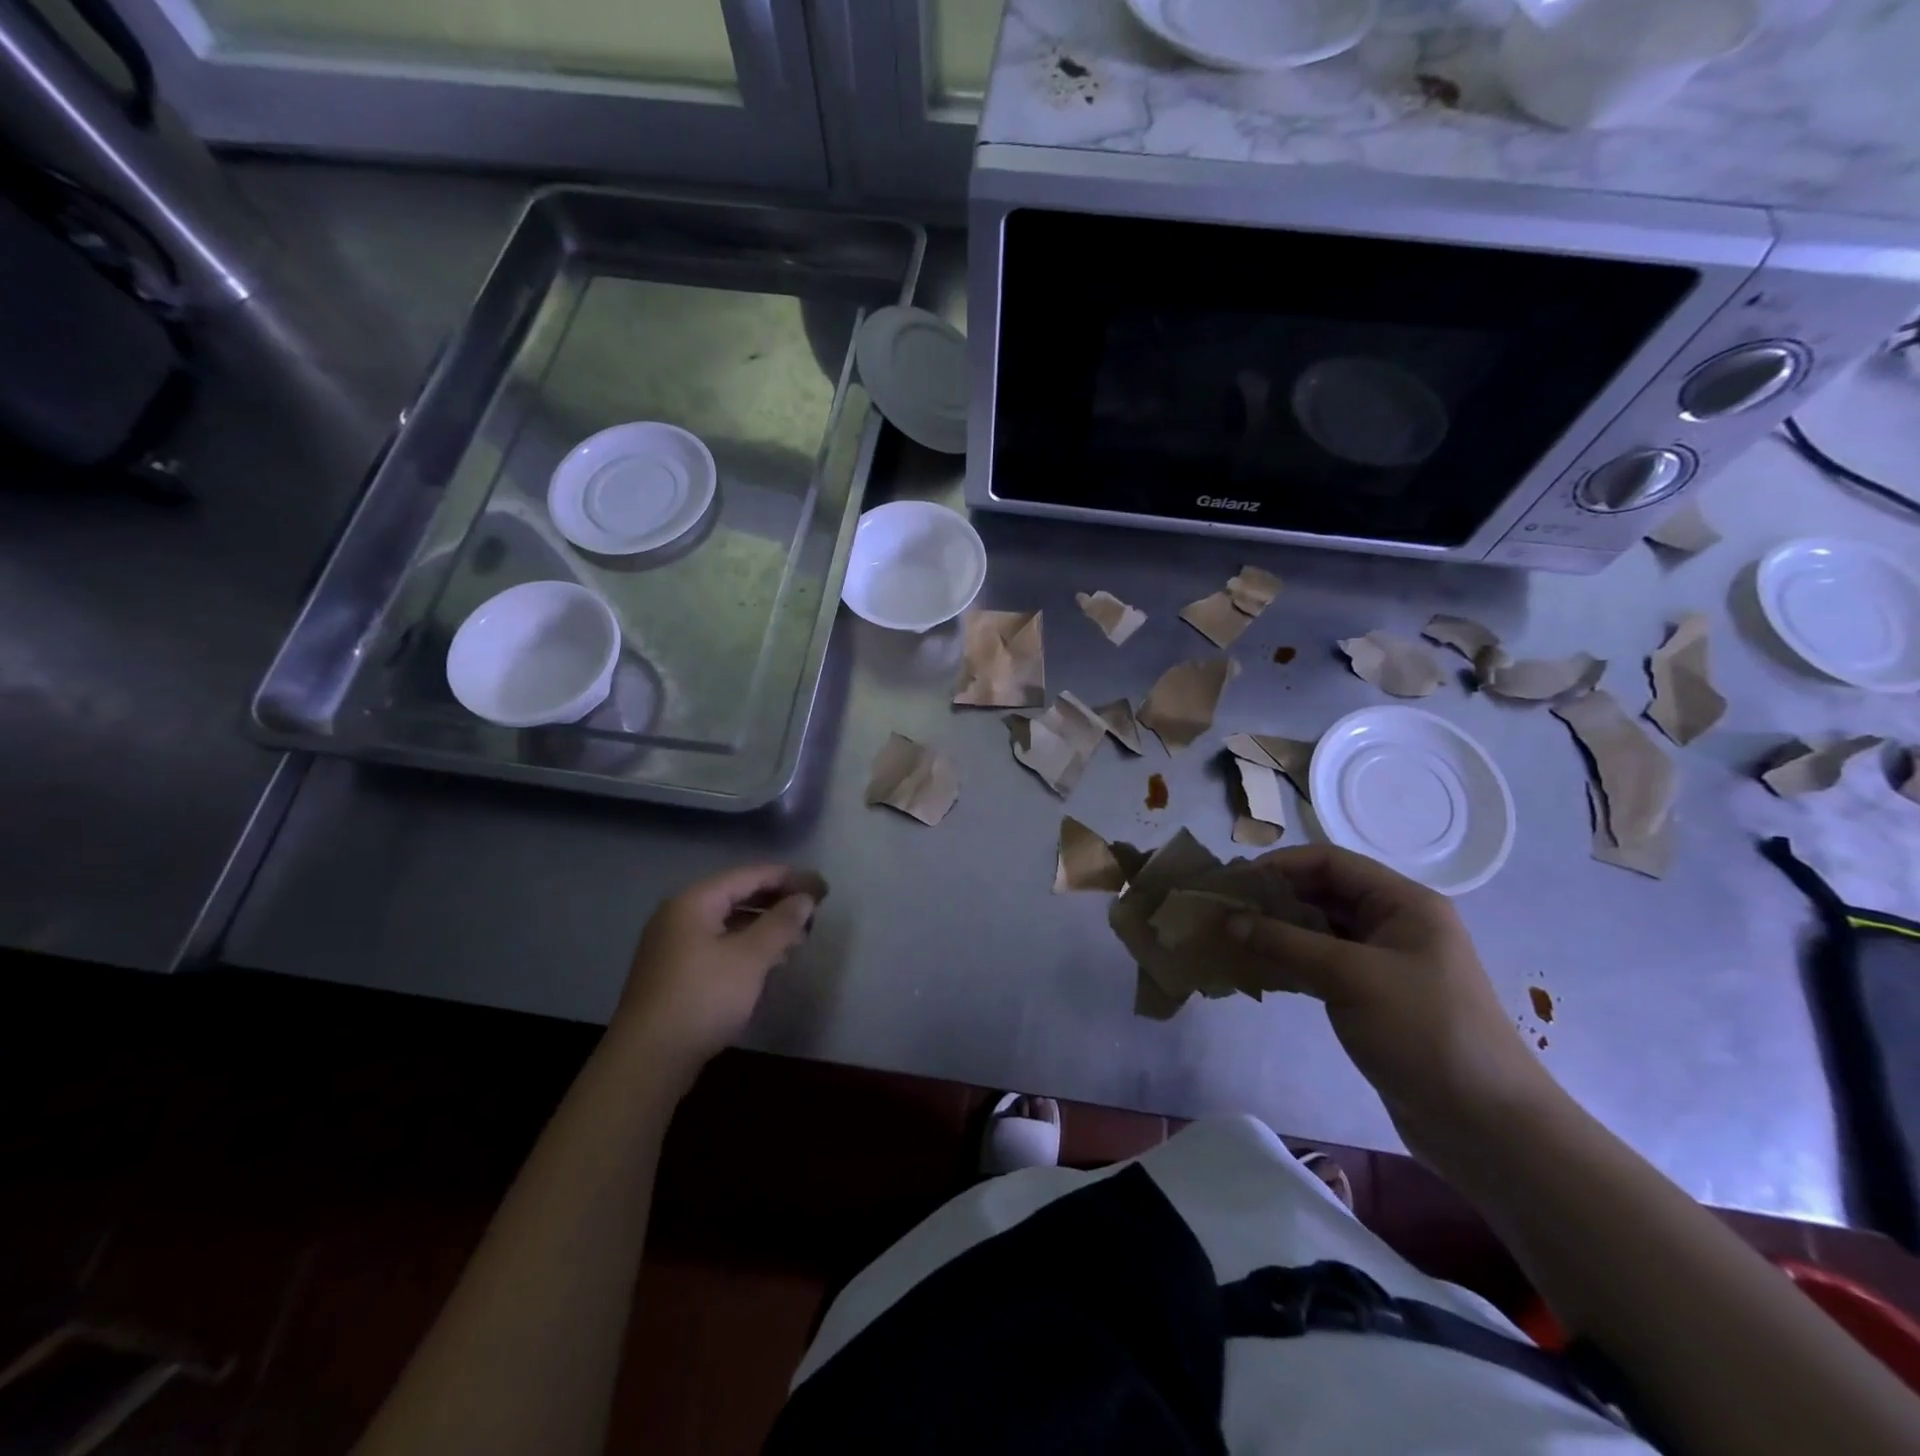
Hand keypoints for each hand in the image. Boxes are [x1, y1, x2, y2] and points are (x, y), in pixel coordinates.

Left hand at [612, 864, 819, 1084]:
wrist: (647, 1061)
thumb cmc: (702, 998)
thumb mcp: (750, 958)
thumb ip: (781, 923)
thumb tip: (805, 898)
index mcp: (694, 902)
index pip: (749, 875)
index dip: (788, 878)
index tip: (822, 887)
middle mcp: (679, 915)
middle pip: (737, 895)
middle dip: (777, 901)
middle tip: (814, 910)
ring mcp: (673, 945)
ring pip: (728, 922)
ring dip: (764, 925)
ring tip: (799, 936)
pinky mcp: (674, 972)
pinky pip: (718, 944)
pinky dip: (746, 945)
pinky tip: (769, 961)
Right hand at [1227, 846, 1553, 1156]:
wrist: (1487, 1126)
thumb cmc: (1424, 1032)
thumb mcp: (1350, 978)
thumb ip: (1285, 943)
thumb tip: (1228, 920)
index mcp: (1404, 903)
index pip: (1330, 863)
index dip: (1279, 866)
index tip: (1234, 883)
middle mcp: (1396, 924)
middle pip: (1324, 893)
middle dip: (1274, 898)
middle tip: (1224, 911)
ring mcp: (1386, 962)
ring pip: (1320, 930)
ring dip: (1278, 932)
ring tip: (1231, 939)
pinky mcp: (1375, 997)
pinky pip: (1324, 965)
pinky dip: (1290, 963)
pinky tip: (1257, 971)